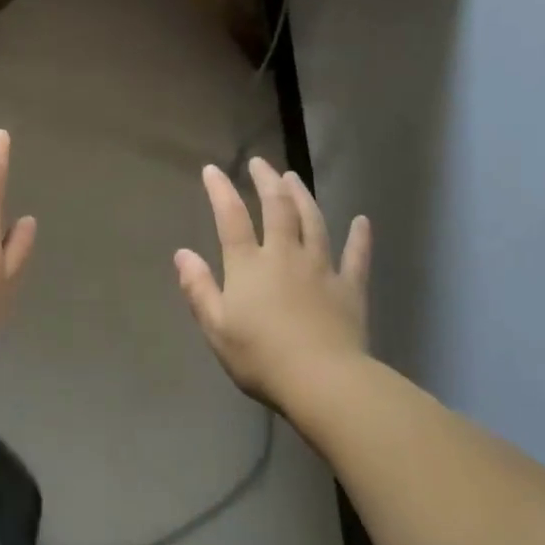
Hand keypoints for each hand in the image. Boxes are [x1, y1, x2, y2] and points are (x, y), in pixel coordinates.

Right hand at [174, 158, 370, 407]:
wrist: (323, 381)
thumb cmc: (261, 357)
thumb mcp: (216, 327)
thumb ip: (198, 288)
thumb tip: (182, 254)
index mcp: (249, 265)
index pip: (231, 218)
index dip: (220, 191)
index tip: (212, 169)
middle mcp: (285, 255)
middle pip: (277, 208)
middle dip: (267, 182)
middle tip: (260, 163)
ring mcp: (321, 268)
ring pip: (313, 222)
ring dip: (303, 196)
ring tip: (294, 178)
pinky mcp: (349, 287)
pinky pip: (356, 256)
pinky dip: (359, 237)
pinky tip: (362, 221)